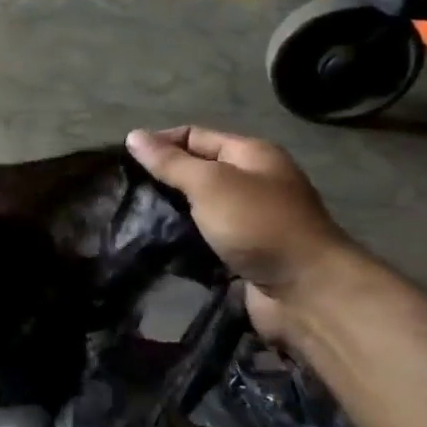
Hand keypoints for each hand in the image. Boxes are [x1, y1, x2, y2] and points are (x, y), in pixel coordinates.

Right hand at [126, 126, 355, 338]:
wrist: (305, 290)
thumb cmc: (258, 225)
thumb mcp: (210, 184)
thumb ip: (170, 162)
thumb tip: (133, 136)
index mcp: (250, 155)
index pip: (194, 136)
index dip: (158, 143)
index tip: (122, 163)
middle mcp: (252, 182)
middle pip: (196, 171)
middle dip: (161, 180)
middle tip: (123, 193)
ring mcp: (248, 219)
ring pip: (197, 207)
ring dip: (169, 213)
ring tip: (131, 219)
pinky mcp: (242, 251)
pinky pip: (203, 237)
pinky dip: (182, 239)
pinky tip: (156, 245)